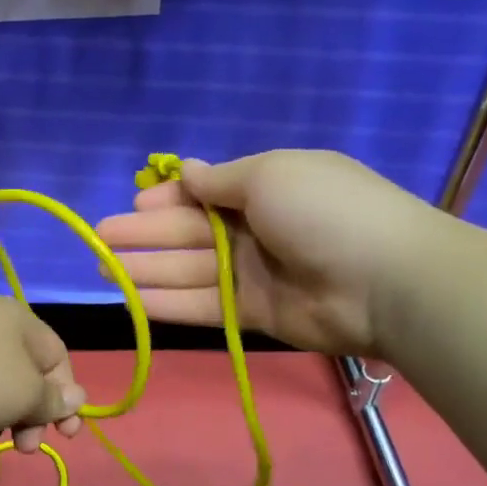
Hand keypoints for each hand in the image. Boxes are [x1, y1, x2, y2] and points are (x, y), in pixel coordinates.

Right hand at [94, 151, 453, 357]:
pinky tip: (131, 301)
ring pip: (188, 270)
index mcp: (264, 188)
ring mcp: (254, 274)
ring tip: (101, 269)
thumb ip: (220, 179)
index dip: (168, 198)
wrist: (387, 281)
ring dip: (145, 269)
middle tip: (99, 238)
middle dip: (143, 233)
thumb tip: (187, 171)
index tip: (135, 202)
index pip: (204, 193)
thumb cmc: (324, 211)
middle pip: (188, 232)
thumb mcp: (270, 175)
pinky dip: (167, 304)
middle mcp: (256, 229)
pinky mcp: (254, 314)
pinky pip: (203, 306)